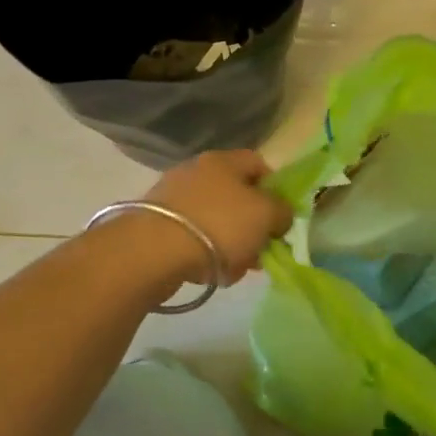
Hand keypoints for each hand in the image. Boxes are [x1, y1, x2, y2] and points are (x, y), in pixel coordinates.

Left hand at [143, 149, 292, 284]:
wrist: (153, 252)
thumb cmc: (220, 224)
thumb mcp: (266, 215)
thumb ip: (282, 211)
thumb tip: (279, 214)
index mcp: (223, 161)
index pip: (258, 164)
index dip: (275, 189)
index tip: (281, 217)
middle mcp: (196, 172)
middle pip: (237, 196)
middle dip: (253, 225)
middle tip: (262, 250)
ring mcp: (173, 199)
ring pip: (216, 221)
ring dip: (232, 245)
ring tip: (237, 270)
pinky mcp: (157, 226)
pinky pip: (193, 238)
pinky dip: (206, 255)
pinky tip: (211, 274)